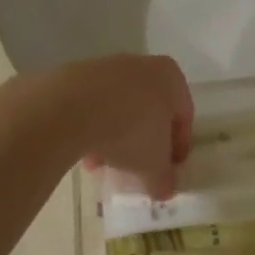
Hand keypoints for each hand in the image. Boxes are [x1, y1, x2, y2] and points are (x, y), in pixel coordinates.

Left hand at [0, 55, 192, 198]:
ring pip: (120, 110)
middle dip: (143, 144)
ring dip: (116, 140)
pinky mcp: (78, 76)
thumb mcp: (154, 165)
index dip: (178, 147)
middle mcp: (142, 65)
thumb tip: (165, 189)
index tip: (169, 171)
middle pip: (149, 111)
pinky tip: (84, 155)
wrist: (71, 108)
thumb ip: (164, 178)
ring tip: (104, 167)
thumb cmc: (130, 130)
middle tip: (136, 170)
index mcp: (170, 77)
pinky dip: (93, 129)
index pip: (183, 115)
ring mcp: (108, 67)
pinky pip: (94, 107)